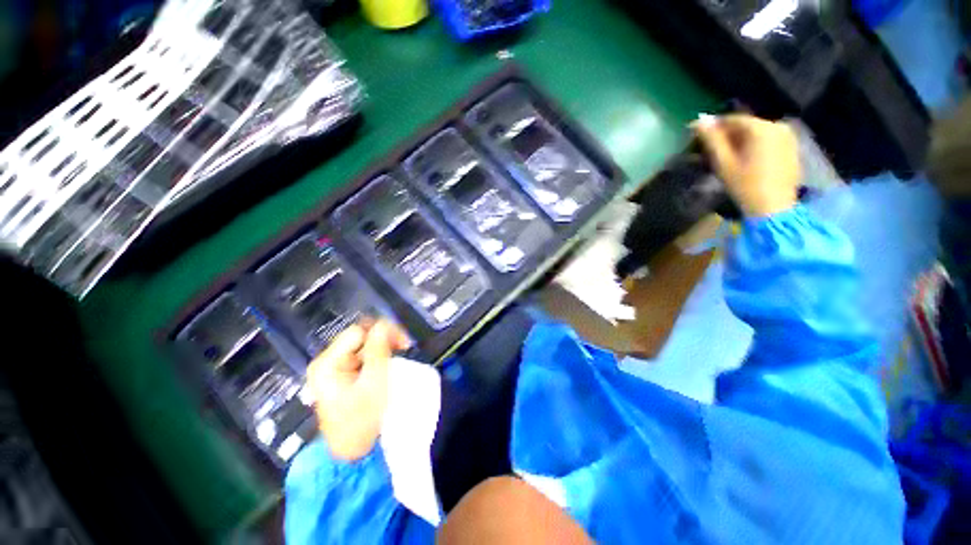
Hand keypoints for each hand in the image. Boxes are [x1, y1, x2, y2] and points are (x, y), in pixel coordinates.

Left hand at [307, 320, 410, 461]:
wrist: (352, 452)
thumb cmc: (362, 418)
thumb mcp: (374, 381)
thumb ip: (378, 348)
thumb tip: (385, 323)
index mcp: (327, 363)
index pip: (357, 332)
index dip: (382, 333)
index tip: (402, 342)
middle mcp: (326, 361)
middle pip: (359, 337)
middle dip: (383, 340)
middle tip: (404, 347)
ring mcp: (333, 368)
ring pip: (362, 346)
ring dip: (382, 348)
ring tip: (398, 356)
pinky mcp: (341, 375)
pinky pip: (361, 357)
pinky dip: (377, 357)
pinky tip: (387, 365)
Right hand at [694, 114, 800, 217]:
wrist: (774, 207)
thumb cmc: (745, 185)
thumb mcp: (724, 163)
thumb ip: (712, 140)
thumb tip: (700, 120)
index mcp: (761, 128)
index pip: (732, 119)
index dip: (713, 125)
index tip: (696, 133)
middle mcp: (777, 125)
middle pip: (746, 125)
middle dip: (727, 133)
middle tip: (710, 147)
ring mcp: (788, 136)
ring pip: (757, 132)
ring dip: (740, 139)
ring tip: (726, 154)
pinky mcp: (792, 147)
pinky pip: (768, 139)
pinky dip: (754, 144)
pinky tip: (744, 158)